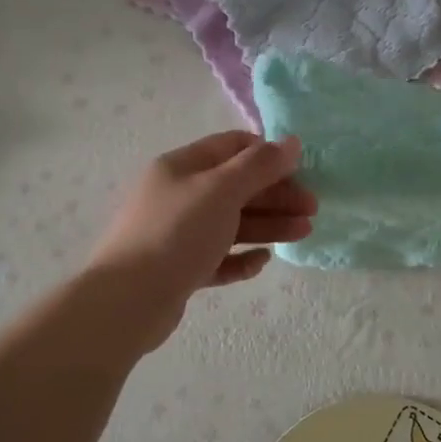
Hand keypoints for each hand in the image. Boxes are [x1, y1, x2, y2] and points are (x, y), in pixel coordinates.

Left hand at [87, 132, 315, 351]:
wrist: (128, 300)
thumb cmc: (177, 233)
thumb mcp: (222, 190)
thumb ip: (259, 166)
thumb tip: (292, 141)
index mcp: (182, 167)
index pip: (232, 147)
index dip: (268, 155)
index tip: (302, 171)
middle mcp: (179, 196)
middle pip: (236, 187)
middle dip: (276, 195)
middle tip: (312, 209)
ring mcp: (178, 234)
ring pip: (231, 223)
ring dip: (268, 225)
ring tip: (304, 232)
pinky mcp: (180, 270)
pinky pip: (218, 257)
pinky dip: (242, 257)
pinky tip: (263, 261)